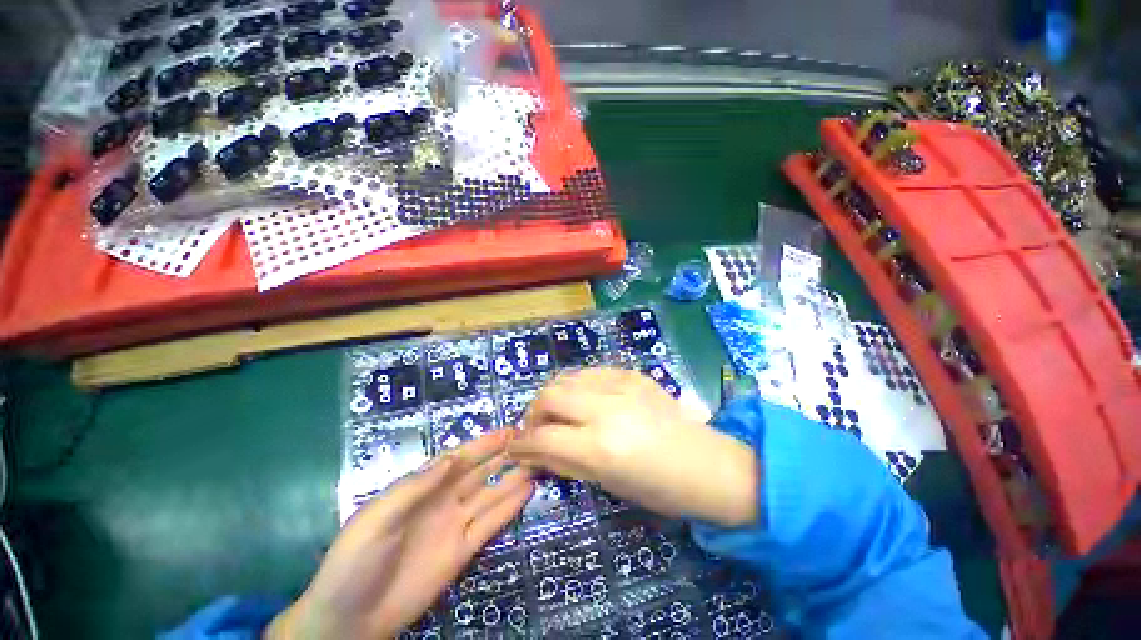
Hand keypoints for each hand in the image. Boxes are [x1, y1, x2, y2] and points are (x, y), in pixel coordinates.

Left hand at [266, 431, 534, 638]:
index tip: (509, 431)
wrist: (350, 620)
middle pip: (480, 471)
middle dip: (504, 455)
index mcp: (422, 488)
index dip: (484, 443)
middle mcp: (444, 500)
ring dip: (513, 477)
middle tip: (532, 441)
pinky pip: (491, 523)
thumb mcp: (377, 518)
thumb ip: (414, 488)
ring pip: (491, 494)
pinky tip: (527, 491)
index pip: (460, 458)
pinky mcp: (464, 551)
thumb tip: (452, 458)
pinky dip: (510, 507)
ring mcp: (456, 525)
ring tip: (538, 462)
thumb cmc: (355, 561)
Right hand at [508, 368, 757, 527]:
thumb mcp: (606, 484)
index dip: (522, 443)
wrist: (708, 464)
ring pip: (568, 377)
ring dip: (554, 395)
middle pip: (550, 395)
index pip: (543, 436)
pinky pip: (592, 373)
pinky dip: (578, 386)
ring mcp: (622, 385)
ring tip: (558, 412)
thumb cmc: (659, 489)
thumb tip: (533, 453)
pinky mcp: (633, 374)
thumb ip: (564, 462)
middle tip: (537, 428)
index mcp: (601, 446)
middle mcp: (607, 408)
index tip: (515, 447)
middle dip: (534, 412)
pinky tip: (585, 400)